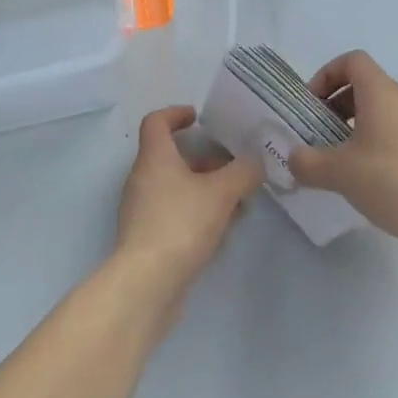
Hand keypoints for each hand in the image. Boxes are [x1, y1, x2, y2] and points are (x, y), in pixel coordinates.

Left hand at [114, 107, 263, 300]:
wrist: (146, 284)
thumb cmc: (180, 224)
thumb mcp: (220, 193)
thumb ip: (242, 173)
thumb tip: (255, 162)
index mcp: (154, 157)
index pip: (156, 121)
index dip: (175, 113)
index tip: (198, 117)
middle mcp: (143, 178)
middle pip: (172, 157)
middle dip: (205, 160)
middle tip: (233, 167)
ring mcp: (142, 210)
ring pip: (177, 188)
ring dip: (205, 190)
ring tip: (238, 204)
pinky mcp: (147, 238)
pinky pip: (175, 214)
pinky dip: (197, 214)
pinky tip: (222, 232)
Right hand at [289, 51, 397, 244]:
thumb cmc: (392, 181)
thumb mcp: (340, 174)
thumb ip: (309, 163)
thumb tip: (293, 159)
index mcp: (383, 93)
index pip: (352, 61)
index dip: (328, 75)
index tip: (314, 104)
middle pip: (370, 87)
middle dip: (343, 106)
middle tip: (329, 137)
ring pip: (392, 111)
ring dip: (368, 126)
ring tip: (357, 162)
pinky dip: (393, 143)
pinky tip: (388, 179)